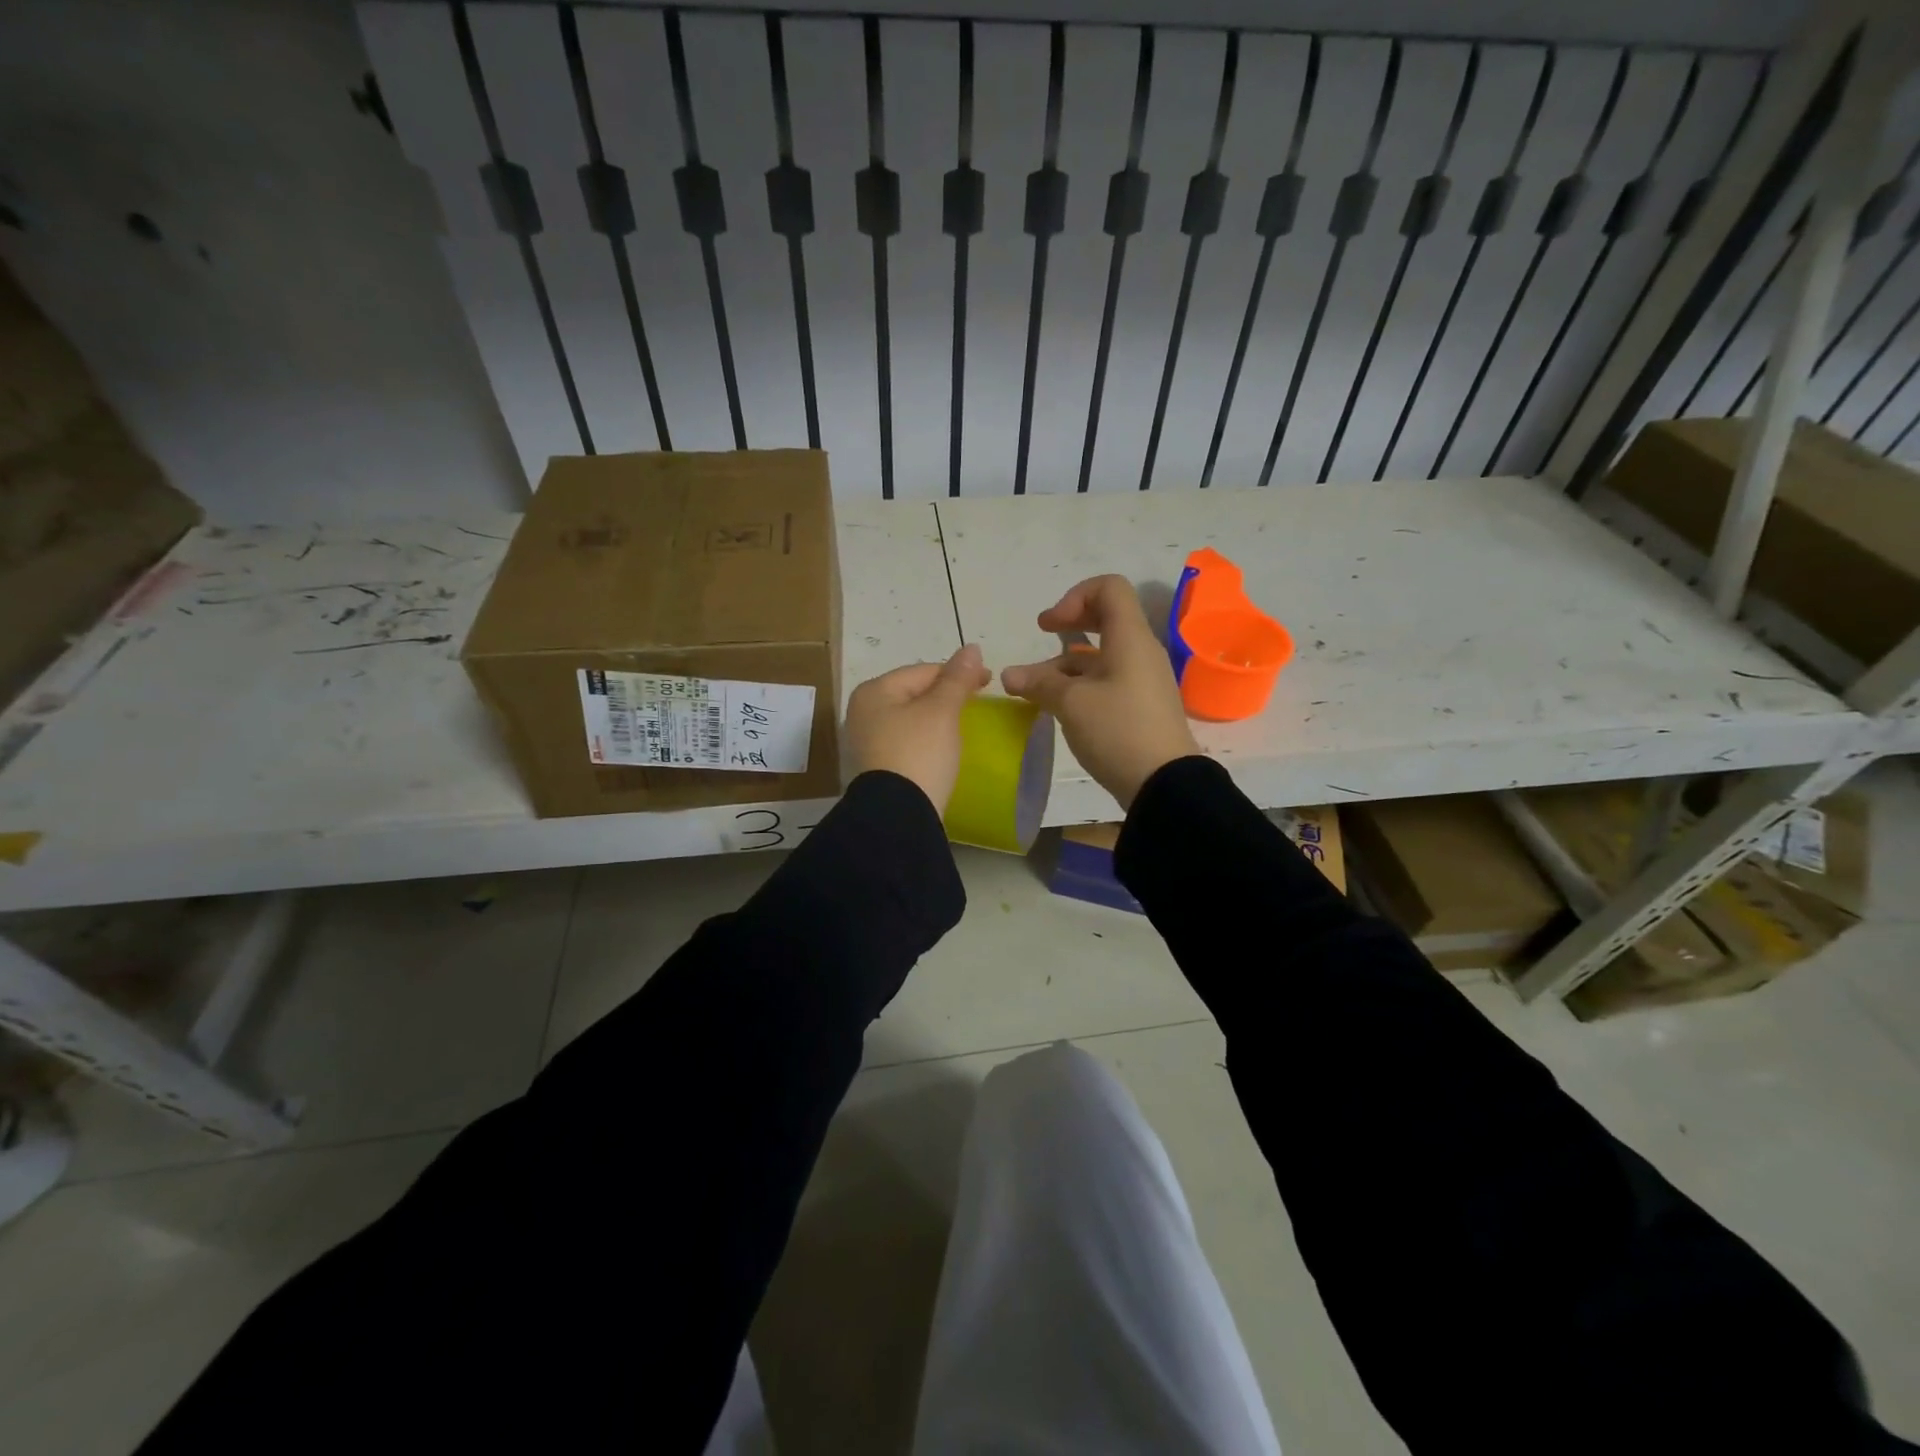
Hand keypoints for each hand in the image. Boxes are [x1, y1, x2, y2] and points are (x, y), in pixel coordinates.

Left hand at [844, 644, 992, 812]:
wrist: (898, 816)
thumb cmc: (919, 753)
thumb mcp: (942, 711)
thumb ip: (957, 678)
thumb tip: (972, 648)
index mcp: (874, 691)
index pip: (923, 670)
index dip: (958, 673)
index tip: (989, 681)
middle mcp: (863, 712)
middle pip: (913, 693)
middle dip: (945, 695)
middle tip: (977, 704)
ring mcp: (866, 742)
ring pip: (910, 719)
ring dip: (936, 719)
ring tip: (963, 726)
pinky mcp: (876, 767)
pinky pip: (906, 742)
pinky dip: (926, 740)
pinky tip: (943, 749)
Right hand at [1001, 575, 1199, 809]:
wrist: (1164, 784)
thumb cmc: (1119, 731)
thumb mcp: (1072, 703)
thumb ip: (1039, 683)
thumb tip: (1009, 675)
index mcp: (1130, 638)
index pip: (1110, 588)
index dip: (1076, 596)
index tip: (1051, 626)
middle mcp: (1139, 652)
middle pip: (1105, 618)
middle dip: (1070, 623)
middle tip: (1043, 633)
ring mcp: (1142, 680)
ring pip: (1101, 655)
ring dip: (1066, 663)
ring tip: (1033, 690)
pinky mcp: (1139, 706)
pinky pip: (1107, 681)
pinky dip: (1080, 684)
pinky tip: (1057, 707)